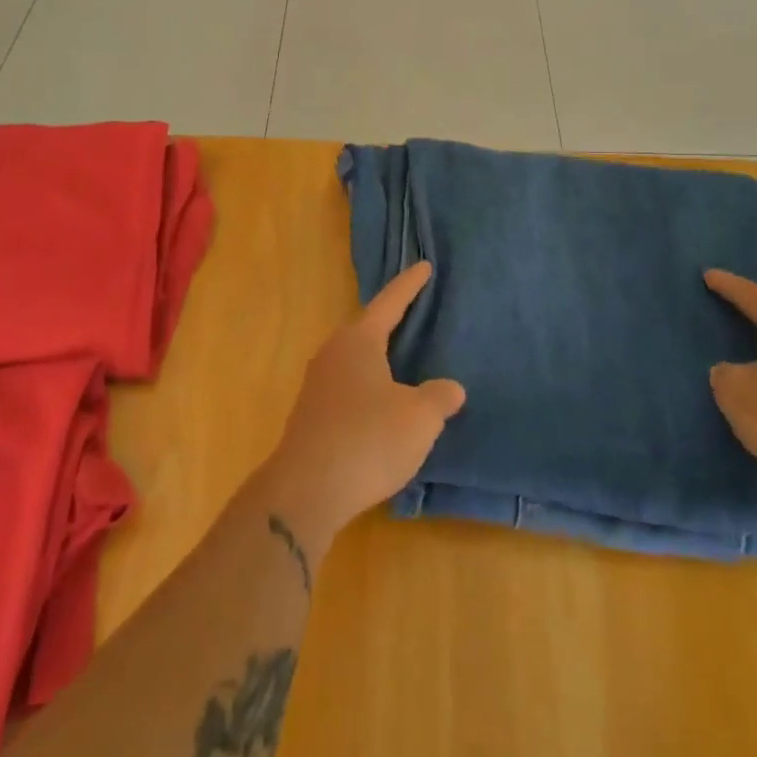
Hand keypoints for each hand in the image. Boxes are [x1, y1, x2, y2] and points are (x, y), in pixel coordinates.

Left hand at [259, 261, 465, 551]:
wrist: (306, 490)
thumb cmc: (368, 439)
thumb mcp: (419, 418)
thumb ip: (439, 397)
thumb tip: (450, 388)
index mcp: (359, 341)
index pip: (390, 302)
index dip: (410, 285)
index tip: (424, 266)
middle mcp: (333, 353)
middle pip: (367, 328)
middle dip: (390, 321)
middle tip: (414, 312)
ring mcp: (317, 384)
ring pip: (355, 360)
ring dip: (378, 359)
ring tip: (401, 361)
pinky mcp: (311, 415)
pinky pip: (347, 388)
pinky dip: (368, 388)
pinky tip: (381, 407)